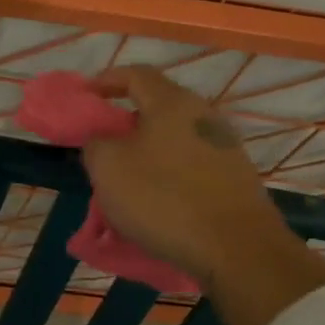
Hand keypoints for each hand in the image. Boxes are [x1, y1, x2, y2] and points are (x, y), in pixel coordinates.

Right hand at [82, 66, 324, 324]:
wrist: (238, 249)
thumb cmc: (164, 198)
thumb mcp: (109, 168)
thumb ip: (96, 143)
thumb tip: (102, 139)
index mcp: (172, 103)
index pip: (136, 74)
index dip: (107, 80)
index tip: (86, 96)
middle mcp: (203, 115)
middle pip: (158, 105)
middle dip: (127, 119)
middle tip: (105, 141)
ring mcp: (225, 146)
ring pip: (175, 137)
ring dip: (149, 149)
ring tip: (129, 175)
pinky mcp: (237, 177)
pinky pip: (192, 163)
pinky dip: (170, 172)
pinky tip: (159, 198)